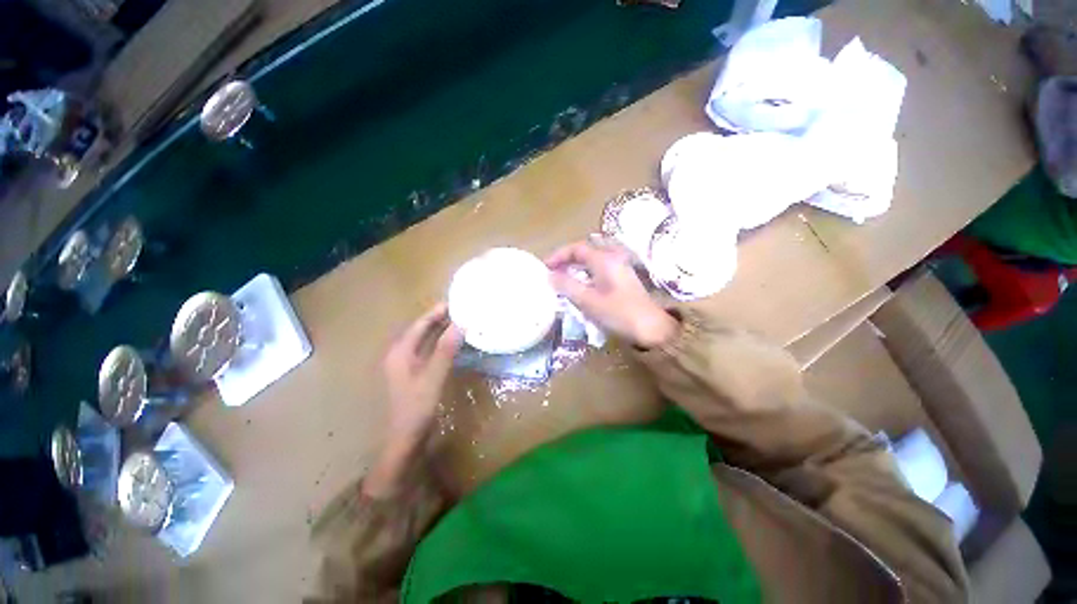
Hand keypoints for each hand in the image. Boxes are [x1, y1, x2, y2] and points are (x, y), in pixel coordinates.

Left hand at [365, 303, 462, 496]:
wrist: (406, 439)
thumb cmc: (416, 407)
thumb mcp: (433, 377)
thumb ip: (445, 350)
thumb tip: (461, 324)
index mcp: (401, 352)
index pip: (420, 325)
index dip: (436, 312)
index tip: (455, 302)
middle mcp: (402, 355)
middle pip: (422, 331)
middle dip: (440, 319)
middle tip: (463, 310)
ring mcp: (408, 366)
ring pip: (426, 341)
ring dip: (442, 331)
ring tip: (462, 322)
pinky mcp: (416, 374)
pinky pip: (430, 352)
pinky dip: (443, 344)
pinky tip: (456, 344)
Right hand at [545, 240, 678, 348]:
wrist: (652, 328)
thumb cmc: (619, 313)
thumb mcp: (588, 301)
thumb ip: (567, 286)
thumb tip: (550, 276)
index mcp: (604, 260)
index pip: (577, 248)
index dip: (558, 255)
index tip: (544, 267)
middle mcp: (613, 258)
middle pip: (585, 252)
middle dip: (566, 260)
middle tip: (552, 273)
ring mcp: (619, 268)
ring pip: (591, 262)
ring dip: (575, 268)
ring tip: (562, 280)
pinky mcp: (622, 280)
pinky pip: (598, 270)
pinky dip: (585, 275)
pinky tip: (580, 288)